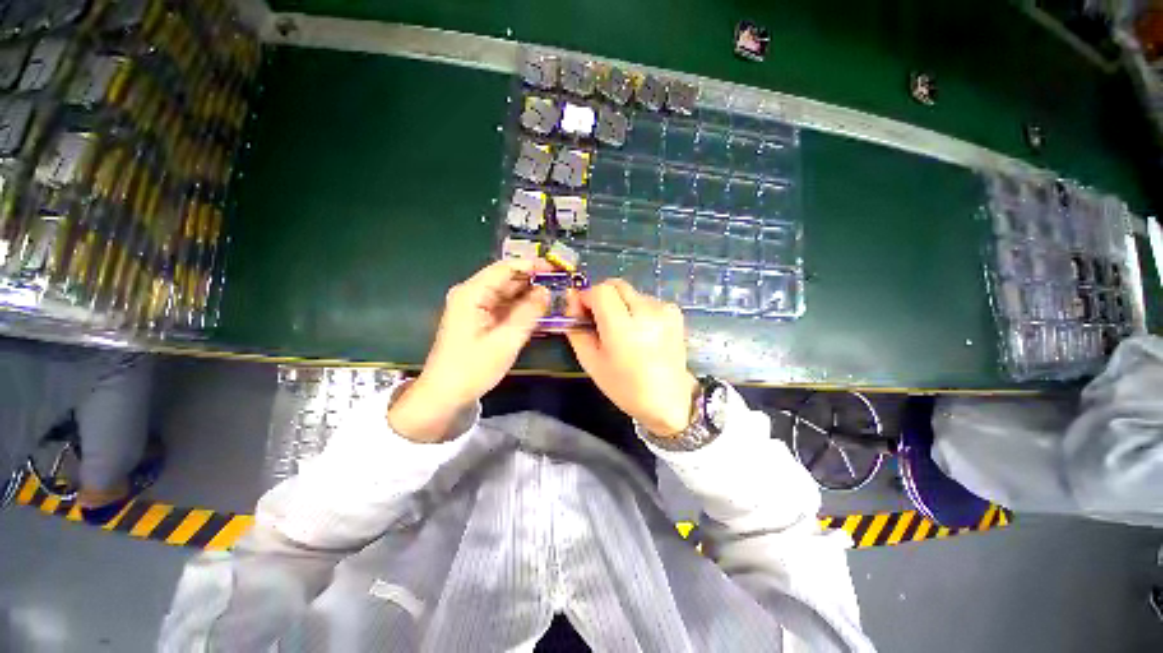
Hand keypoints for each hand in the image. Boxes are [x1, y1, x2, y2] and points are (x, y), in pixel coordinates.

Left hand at [389, 259, 550, 441]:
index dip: (531, 265)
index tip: (556, 268)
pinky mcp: (479, 319)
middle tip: (561, 284)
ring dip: (529, 294)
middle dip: (533, 280)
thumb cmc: (473, 368)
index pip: (505, 268)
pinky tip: (539, 311)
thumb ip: (529, 313)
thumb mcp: (506, 340)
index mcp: (472, 293)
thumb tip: (546, 291)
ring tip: (555, 296)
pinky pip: (504, 307)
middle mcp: (471, 294)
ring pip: (507, 293)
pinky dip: (521, 308)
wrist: (445, 395)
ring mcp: (475, 307)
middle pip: (506, 279)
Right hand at [566, 279, 697, 436]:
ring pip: (630, 292)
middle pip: (616, 285)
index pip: (600, 290)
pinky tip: (640, 330)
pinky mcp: (675, 312)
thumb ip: (576, 330)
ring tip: (622, 329)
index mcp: (623, 328)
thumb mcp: (591, 362)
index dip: (586, 296)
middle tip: (598, 319)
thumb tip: (571, 303)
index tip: (582, 312)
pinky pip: (646, 299)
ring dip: (620, 303)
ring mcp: (664, 310)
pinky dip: (637, 308)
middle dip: (602, 296)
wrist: (667, 400)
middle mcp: (646, 312)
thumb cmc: (624, 386)